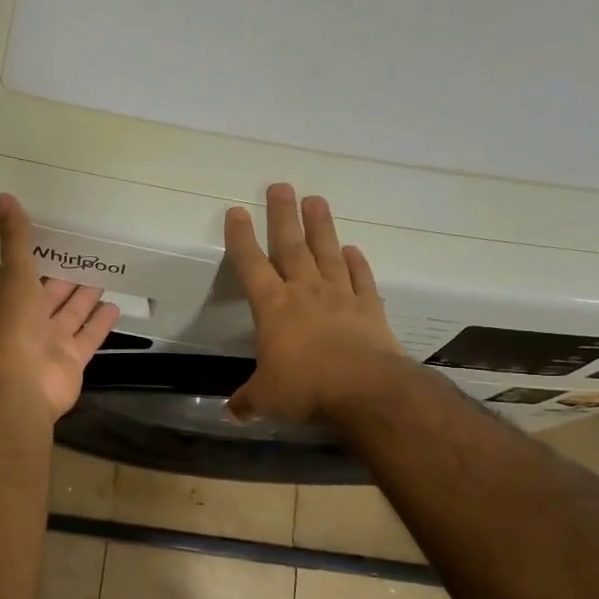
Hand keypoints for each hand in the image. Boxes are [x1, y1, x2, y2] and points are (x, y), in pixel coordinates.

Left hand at [0, 194, 120, 420]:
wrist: (21, 385)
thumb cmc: (13, 326)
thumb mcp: (14, 274)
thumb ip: (15, 238)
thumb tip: (3, 196)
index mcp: (10, 301)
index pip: (23, 276)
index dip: (37, 260)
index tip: (53, 241)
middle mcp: (29, 322)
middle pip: (51, 296)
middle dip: (66, 279)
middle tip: (87, 257)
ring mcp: (51, 344)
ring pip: (71, 316)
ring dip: (85, 300)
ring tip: (103, 279)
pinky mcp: (73, 360)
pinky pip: (89, 337)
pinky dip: (100, 324)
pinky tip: (115, 306)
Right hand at [224, 183, 407, 423]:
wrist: (366, 389)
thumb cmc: (306, 388)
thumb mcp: (267, 398)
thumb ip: (247, 401)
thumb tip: (228, 412)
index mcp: (273, 307)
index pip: (251, 265)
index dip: (242, 238)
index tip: (237, 211)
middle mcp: (306, 292)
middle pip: (291, 246)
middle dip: (283, 215)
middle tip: (281, 185)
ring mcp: (341, 296)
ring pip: (328, 253)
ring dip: (321, 226)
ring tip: (316, 200)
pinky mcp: (370, 308)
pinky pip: (362, 279)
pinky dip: (358, 263)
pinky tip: (355, 249)